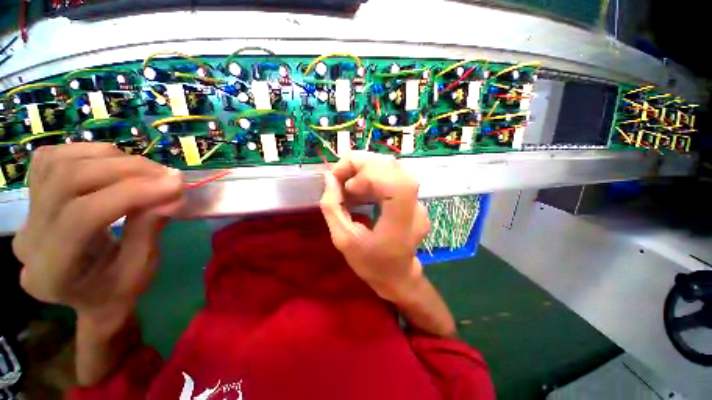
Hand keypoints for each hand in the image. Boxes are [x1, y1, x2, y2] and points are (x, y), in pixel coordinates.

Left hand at [12, 143, 183, 321]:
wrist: (86, 293)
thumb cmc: (116, 290)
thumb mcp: (140, 270)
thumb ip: (150, 229)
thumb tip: (174, 194)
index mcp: (53, 271)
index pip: (83, 215)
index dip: (132, 193)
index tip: (176, 184)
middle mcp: (29, 237)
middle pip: (68, 180)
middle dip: (125, 169)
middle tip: (167, 174)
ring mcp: (26, 213)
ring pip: (59, 161)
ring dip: (110, 158)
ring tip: (146, 171)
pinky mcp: (32, 195)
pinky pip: (53, 158)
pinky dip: (88, 153)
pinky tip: (114, 165)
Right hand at [320, 151, 429, 302]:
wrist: (398, 276)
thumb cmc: (371, 264)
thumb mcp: (343, 240)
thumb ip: (332, 207)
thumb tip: (329, 177)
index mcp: (401, 222)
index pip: (393, 180)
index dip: (366, 173)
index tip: (344, 185)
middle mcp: (415, 207)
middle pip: (392, 166)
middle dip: (361, 164)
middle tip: (340, 178)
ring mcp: (418, 202)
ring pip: (392, 168)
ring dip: (365, 169)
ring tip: (348, 185)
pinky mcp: (414, 199)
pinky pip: (393, 176)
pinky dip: (373, 175)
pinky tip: (361, 189)